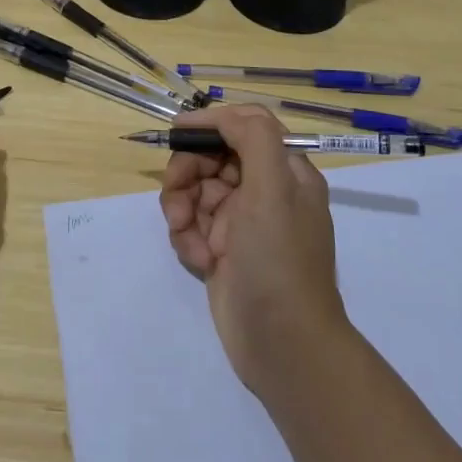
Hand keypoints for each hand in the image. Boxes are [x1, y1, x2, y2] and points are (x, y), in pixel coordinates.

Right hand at [158, 104, 348, 395]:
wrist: (283, 346)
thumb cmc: (279, 261)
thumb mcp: (274, 190)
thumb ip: (254, 138)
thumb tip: (224, 115)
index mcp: (285, 172)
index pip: (245, 126)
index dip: (210, 124)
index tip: (177, 132)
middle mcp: (264, 191)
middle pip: (212, 157)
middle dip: (188, 174)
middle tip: (176, 196)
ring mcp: (242, 223)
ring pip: (195, 191)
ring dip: (182, 209)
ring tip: (187, 236)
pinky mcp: (223, 250)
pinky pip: (191, 225)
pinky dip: (187, 238)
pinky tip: (199, 261)